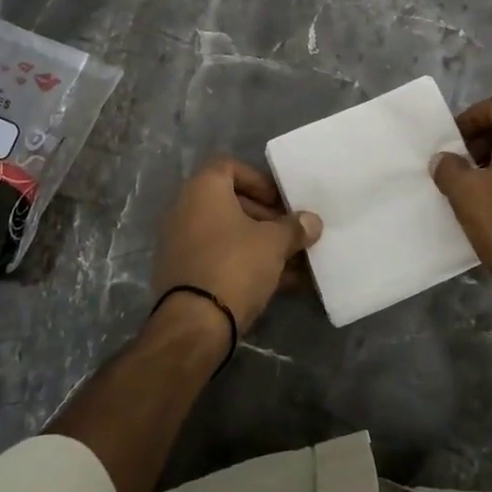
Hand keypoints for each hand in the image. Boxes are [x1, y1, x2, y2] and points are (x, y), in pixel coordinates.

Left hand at [152, 157, 322, 341]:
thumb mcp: (274, 243)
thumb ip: (294, 228)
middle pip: (230, 202)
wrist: (193, 324)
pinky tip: (276, 283)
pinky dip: (243, 264)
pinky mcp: (181, 274)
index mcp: (202, 190)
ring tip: (292, 263)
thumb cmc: (234, 265)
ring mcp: (180, 243)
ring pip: (226, 234)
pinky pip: (218, 258)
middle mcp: (185, 209)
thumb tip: (312, 222)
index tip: (281, 202)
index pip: (230, 167)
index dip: (259, 181)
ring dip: (258, 244)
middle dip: (264, 217)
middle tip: (290, 234)